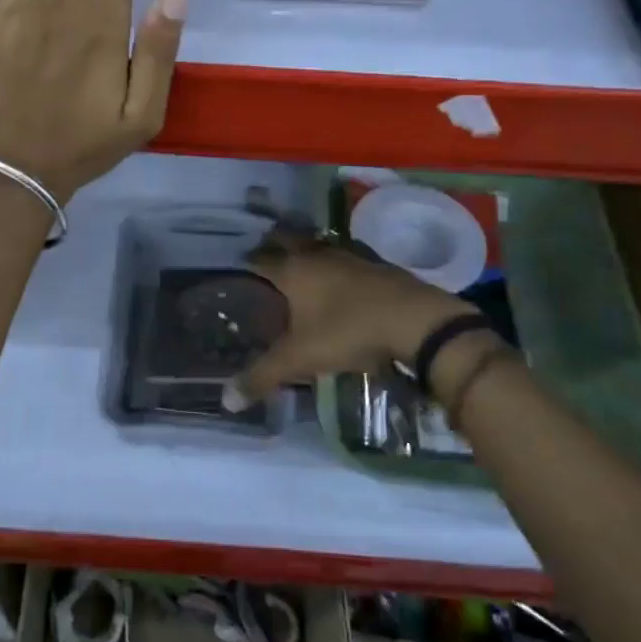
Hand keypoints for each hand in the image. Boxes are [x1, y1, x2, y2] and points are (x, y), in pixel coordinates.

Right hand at [235, 230, 471, 399]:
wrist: (414, 319)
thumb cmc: (348, 331)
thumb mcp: (300, 358)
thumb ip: (262, 376)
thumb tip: (226, 401)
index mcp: (293, 270)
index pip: (259, 260)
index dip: (247, 265)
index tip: (239, 273)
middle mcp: (317, 254)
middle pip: (288, 240)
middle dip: (275, 247)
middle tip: (265, 262)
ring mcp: (349, 255)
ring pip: (318, 246)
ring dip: (307, 253)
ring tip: (300, 269)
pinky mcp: (376, 264)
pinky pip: (346, 258)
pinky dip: (336, 265)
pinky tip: (340, 280)